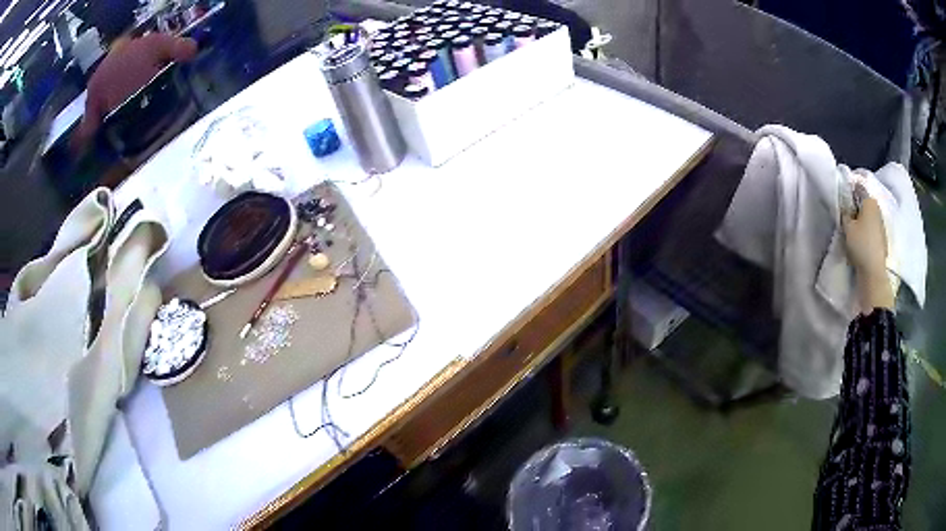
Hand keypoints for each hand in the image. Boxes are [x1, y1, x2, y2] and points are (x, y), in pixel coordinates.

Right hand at [842, 191, 893, 310]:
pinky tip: (862, 240)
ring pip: (869, 217)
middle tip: (847, 216)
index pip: (858, 189)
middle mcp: (878, 209)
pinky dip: (867, 231)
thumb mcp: (847, 227)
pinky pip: (873, 229)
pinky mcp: (883, 238)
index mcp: (870, 201)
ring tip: (854, 230)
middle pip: (865, 204)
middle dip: (857, 208)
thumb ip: (845, 214)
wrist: (874, 271)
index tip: (843, 200)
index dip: (850, 192)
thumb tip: (845, 207)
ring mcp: (882, 225)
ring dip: (862, 221)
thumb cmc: (861, 244)